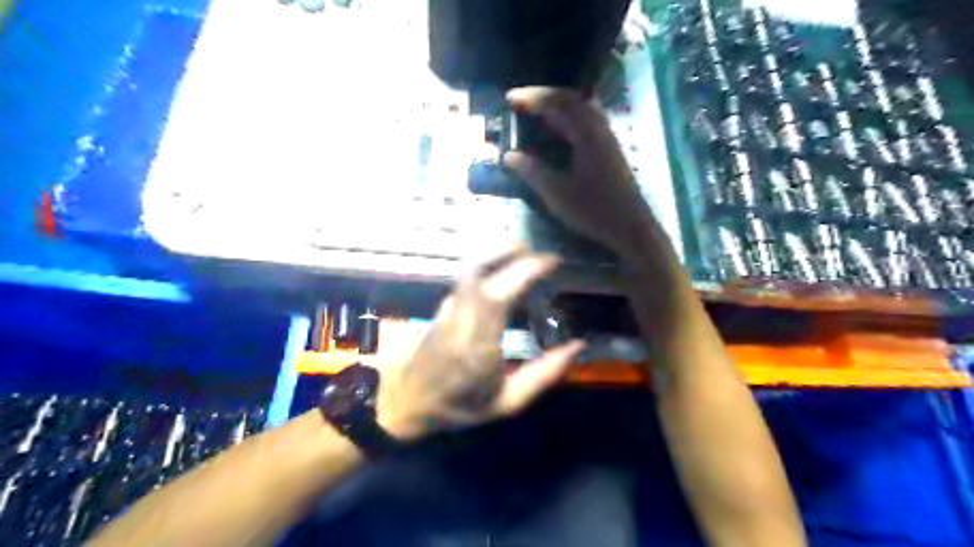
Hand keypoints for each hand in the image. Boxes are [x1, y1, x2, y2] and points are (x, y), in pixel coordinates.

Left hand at [375, 246, 584, 438]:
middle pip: (480, 272)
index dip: (525, 272)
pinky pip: (465, 277)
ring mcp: (448, 309)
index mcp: (478, 345)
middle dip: (510, 254)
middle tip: (539, 253)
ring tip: (521, 251)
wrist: (409, 403)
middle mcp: (460, 319)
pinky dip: (485, 265)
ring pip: (468, 269)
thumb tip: (577, 346)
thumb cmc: (461, 406)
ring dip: (495, 254)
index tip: (551, 262)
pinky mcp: (443, 306)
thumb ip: (544, 374)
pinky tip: (500, 269)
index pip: (500, 295)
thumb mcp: (508, 402)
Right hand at [501, 85, 669, 261]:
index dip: (532, 98)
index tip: (509, 98)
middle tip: (520, 101)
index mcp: (586, 135)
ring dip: (558, 105)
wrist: (631, 227)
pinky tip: (560, 130)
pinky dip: (569, 117)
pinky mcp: (610, 150)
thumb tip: (508, 156)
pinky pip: (587, 121)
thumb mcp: (557, 194)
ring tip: (537, 112)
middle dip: (544, 96)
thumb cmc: (594, 211)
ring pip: (582, 109)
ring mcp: (607, 138)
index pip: (558, 104)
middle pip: (572, 99)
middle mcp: (599, 129)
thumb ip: (533, 172)